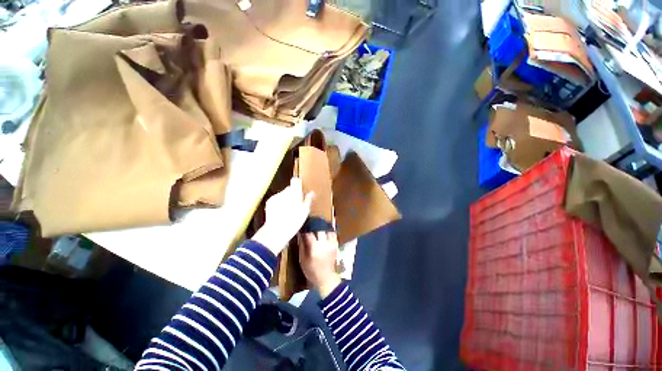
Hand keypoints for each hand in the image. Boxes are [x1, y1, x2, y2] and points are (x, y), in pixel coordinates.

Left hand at [253, 178, 313, 254]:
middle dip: (293, 194)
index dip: (298, 184)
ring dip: (286, 199)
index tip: (301, 191)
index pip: (296, 181)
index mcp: (295, 192)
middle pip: (290, 188)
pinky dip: (279, 203)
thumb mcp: (305, 211)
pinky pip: (276, 199)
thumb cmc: (294, 220)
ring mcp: (276, 196)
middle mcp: (284, 191)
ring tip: (288, 210)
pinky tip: (281, 212)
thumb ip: (308, 200)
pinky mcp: (269, 202)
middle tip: (297, 204)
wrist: (277, 229)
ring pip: (283, 194)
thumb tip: (311, 193)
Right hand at [300, 231, 341, 297]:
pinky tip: (324, 231)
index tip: (302, 227)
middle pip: (319, 229)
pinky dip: (328, 231)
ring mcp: (331, 244)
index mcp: (315, 248)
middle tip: (310, 224)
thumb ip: (302, 245)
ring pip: (327, 230)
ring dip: (322, 227)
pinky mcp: (335, 245)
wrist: (325, 278)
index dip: (305, 229)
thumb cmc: (311, 270)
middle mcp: (324, 244)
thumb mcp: (302, 259)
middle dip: (314, 226)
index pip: (309, 233)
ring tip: (317, 226)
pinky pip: (333, 234)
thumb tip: (300, 234)